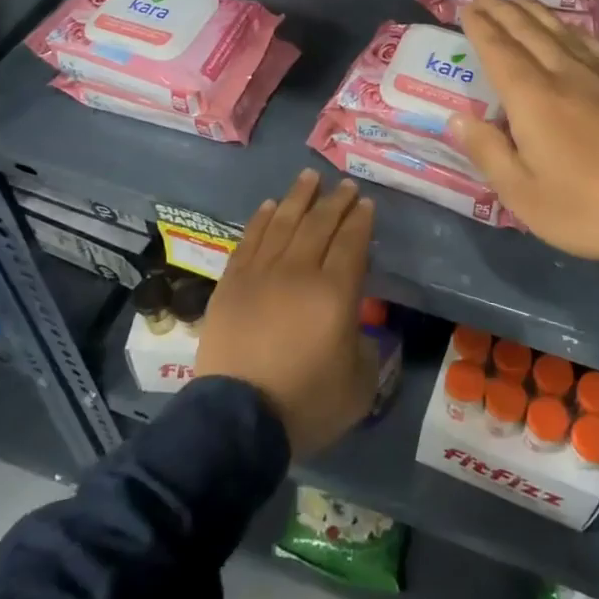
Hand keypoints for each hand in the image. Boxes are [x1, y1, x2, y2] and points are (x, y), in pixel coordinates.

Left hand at [195, 169, 377, 458]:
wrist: (238, 420)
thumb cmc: (305, 403)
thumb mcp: (359, 384)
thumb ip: (366, 347)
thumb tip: (356, 326)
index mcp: (335, 293)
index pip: (351, 242)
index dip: (360, 220)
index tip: (365, 203)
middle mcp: (298, 272)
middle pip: (319, 225)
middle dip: (335, 201)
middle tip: (345, 185)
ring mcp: (261, 274)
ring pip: (283, 223)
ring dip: (299, 198)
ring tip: (310, 178)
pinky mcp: (232, 283)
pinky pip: (250, 240)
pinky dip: (262, 219)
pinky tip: (271, 206)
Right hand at [449, 0, 598, 265]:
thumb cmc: (584, 208)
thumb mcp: (521, 193)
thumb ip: (487, 151)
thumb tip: (458, 119)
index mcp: (533, 98)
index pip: (499, 51)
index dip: (480, 27)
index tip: (466, 7)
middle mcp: (564, 76)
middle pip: (529, 32)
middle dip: (503, 10)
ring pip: (562, 33)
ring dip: (537, 13)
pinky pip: (595, 46)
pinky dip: (575, 30)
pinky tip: (571, 28)